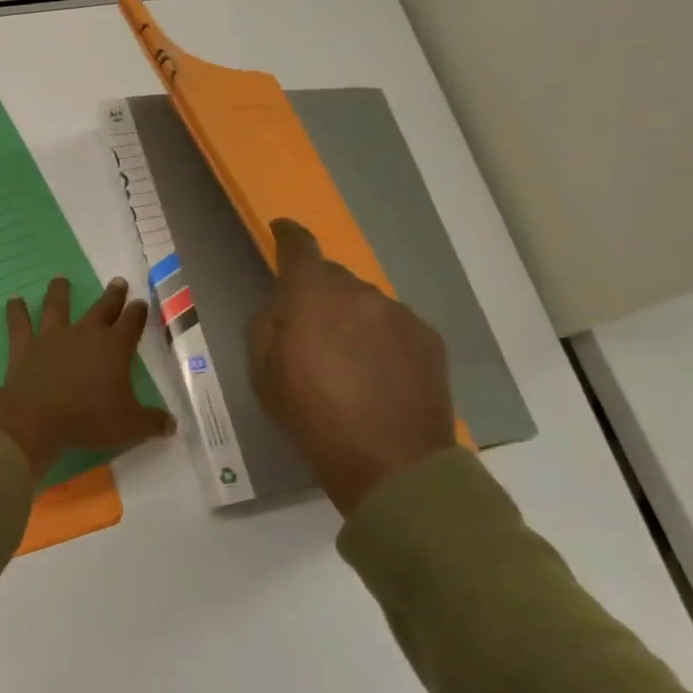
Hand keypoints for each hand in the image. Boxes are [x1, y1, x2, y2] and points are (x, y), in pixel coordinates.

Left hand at [0, 277, 174, 477]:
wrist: (36, 418)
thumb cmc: (88, 419)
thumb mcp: (130, 426)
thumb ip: (152, 422)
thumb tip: (172, 424)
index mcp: (114, 348)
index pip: (131, 324)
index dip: (138, 313)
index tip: (140, 303)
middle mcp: (84, 334)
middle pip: (101, 309)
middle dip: (112, 296)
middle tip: (118, 281)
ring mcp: (52, 337)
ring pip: (57, 307)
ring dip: (59, 292)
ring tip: (60, 280)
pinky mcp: (25, 347)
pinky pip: (20, 324)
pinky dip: (16, 311)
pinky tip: (14, 300)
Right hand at [249, 219, 455, 515]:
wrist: (391, 462)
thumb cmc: (312, 417)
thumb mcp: (264, 375)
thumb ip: (267, 327)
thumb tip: (282, 308)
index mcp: (312, 297)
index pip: (299, 248)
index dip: (288, 235)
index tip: (281, 230)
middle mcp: (358, 293)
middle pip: (333, 277)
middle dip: (317, 292)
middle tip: (309, 329)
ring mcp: (399, 314)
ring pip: (365, 302)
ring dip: (351, 317)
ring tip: (347, 359)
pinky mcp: (428, 338)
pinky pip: (393, 324)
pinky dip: (379, 337)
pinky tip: (377, 372)